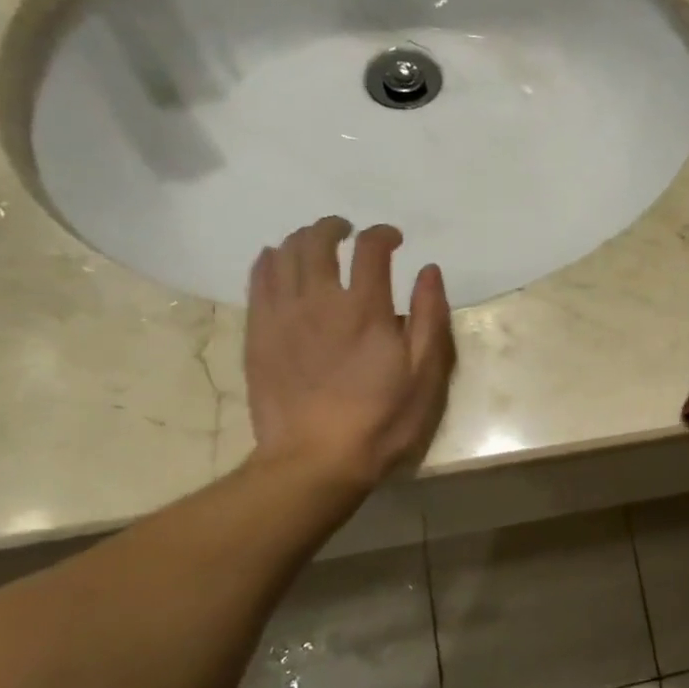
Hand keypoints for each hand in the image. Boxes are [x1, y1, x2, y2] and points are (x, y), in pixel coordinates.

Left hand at [243, 217, 454, 486]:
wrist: (315, 460)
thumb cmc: (382, 419)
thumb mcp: (425, 373)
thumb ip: (431, 316)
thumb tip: (428, 270)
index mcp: (365, 308)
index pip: (371, 248)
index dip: (384, 234)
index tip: (395, 239)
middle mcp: (319, 301)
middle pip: (318, 241)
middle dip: (335, 227)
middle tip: (349, 232)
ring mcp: (282, 316)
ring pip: (283, 255)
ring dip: (302, 240)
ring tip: (316, 244)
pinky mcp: (258, 334)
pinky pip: (257, 281)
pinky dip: (269, 261)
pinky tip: (276, 261)